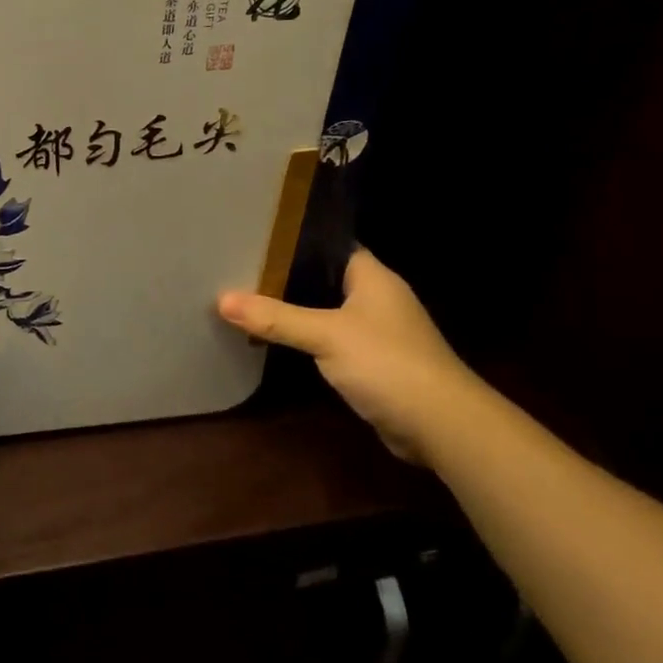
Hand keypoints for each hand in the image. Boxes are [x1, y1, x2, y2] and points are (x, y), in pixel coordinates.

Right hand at [216, 249, 479, 462]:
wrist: (441, 425)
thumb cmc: (388, 363)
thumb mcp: (326, 335)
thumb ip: (275, 317)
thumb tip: (221, 299)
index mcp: (373, 277)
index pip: (330, 245)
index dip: (295, 240)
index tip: (254, 237)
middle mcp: (377, 299)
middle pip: (324, 279)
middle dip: (285, 277)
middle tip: (239, 268)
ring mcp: (377, 332)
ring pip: (326, 311)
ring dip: (294, 310)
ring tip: (248, 299)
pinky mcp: (373, 363)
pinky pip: (331, 341)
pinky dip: (307, 339)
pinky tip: (275, 340)